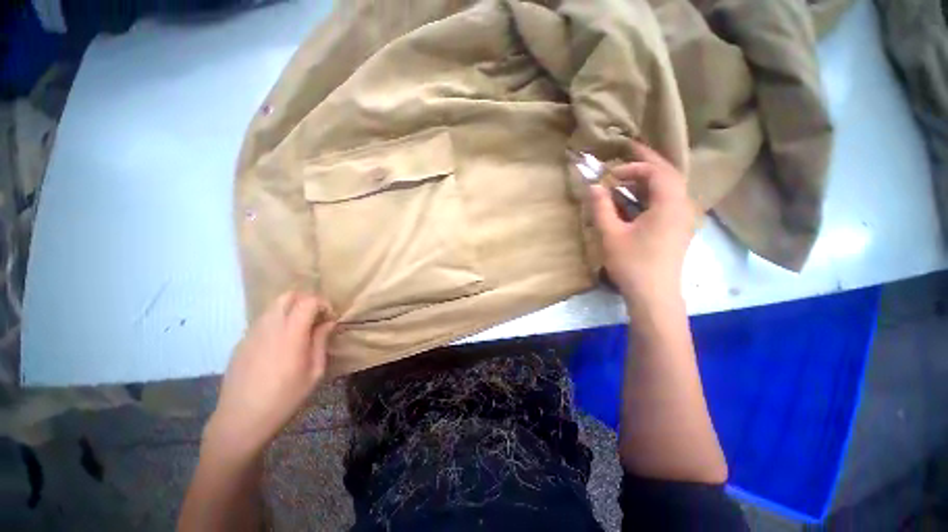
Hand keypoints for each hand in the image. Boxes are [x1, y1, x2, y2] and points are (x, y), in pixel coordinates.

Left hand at [204, 292, 336, 459]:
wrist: (241, 419)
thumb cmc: (285, 398)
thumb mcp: (314, 372)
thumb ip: (321, 342)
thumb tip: (328, 323)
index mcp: (291, 333)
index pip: (308, 301)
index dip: (323, 304)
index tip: (330, 318)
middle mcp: (269, 326)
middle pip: (288, 296)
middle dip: (306, 300)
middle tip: (315, 318)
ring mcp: (252, 333)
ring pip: (273, 306)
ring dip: (290, 310)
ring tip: (299, 330)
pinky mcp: (241, 342)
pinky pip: (262, 321)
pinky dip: (276, 322)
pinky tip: (280, 345)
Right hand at [590, 141, 695, 303]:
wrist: (654, 296)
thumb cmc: (632, 264)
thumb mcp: (611, 234)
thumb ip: (601, 207)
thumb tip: (594, 185)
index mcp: (670, 205)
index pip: (657, 172)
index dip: (633, 167)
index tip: (611, 174)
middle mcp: (683, 206)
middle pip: (669, 174)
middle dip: (648, 161)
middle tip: (629, 150)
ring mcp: (683, 219)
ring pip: (670, 187)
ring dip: (650, 177)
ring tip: (631, 172)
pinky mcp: (678, 229)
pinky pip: (668, 201)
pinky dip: (652, 193)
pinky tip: (636, 197)